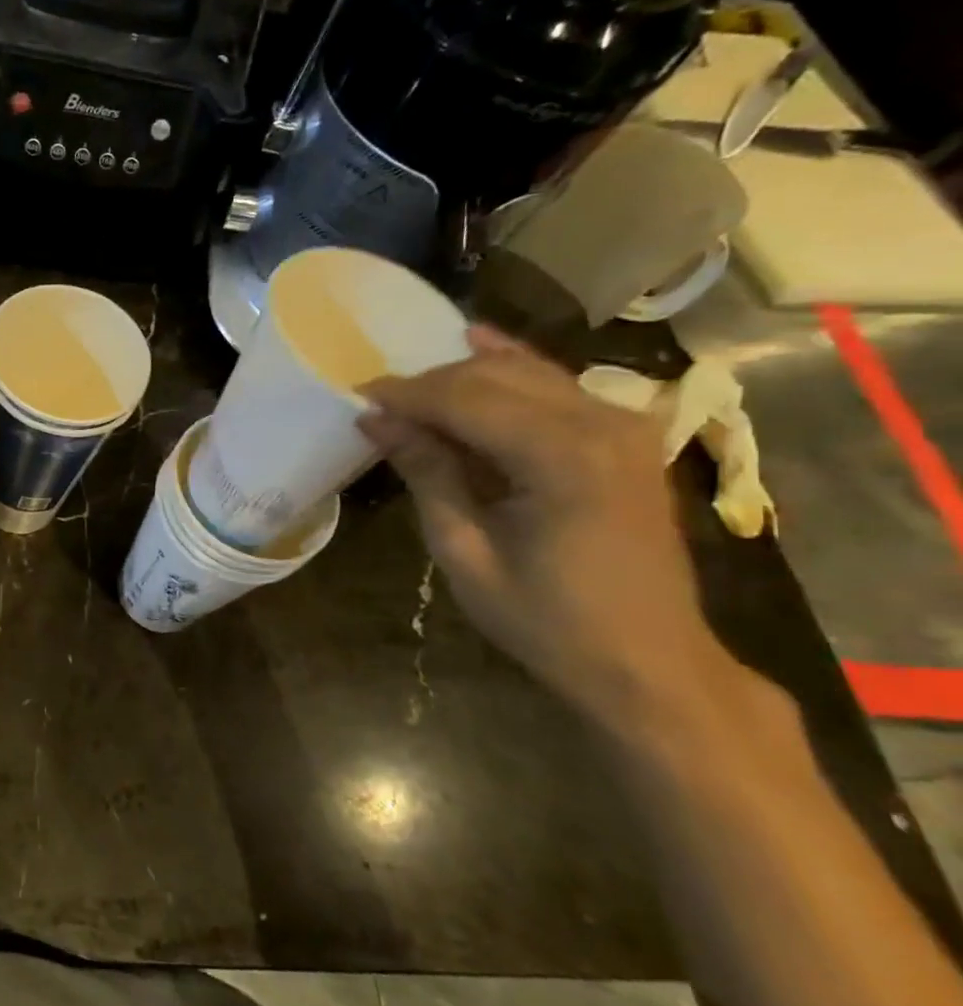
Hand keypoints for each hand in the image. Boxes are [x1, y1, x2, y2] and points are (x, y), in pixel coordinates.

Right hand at [361, 327, 725, 724]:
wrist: (649, 662)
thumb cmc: (547, 619)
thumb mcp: (465, 551)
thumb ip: (427, 474)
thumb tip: (376, 420)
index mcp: (561, 456)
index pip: (464, 399)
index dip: (405, 394)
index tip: (357, 397)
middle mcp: (600, 422)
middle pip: (494, 376)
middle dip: (430, 384)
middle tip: (379, 406)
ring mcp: (622, 424)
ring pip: (526, 371)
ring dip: (464, 376)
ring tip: (413, 393)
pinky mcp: (625, 436)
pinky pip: (557, 385)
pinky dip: (512, 369)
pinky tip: (479, 344)